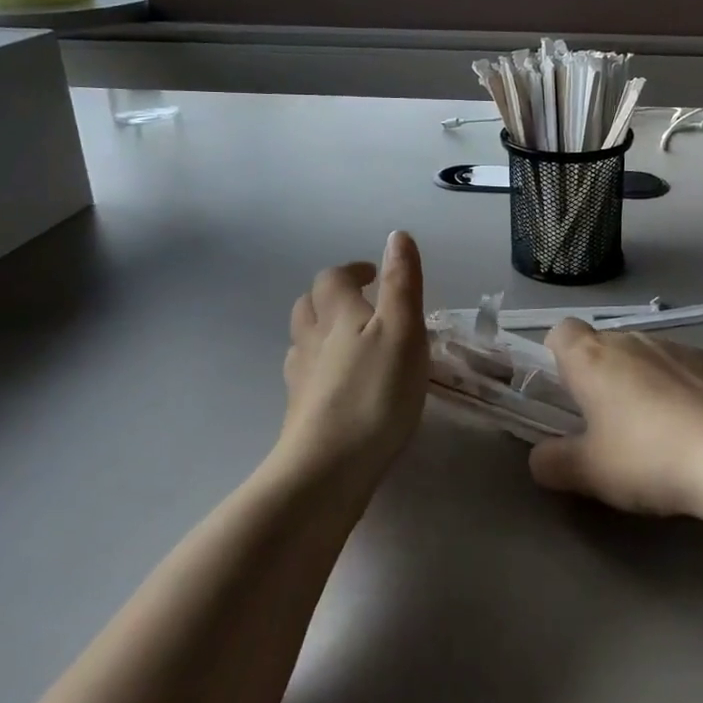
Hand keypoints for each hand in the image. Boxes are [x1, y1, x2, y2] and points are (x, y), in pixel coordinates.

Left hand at [279, 231, 428, 476]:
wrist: (328, 467)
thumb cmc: (375, 392)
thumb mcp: (403, 330)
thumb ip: (401, 283)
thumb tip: (396, 235)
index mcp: (337, 314)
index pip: (333, 278)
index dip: (352, 271)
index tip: (373, 275)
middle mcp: (311, 339)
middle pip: (309, 306)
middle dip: (331, 297)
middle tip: (361, 305)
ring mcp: (300, 378)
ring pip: (303, 341)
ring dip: (323, 331)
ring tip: (352, 342)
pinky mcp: (300, 412)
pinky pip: (306, 376)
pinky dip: (321, 368)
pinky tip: (340, 385)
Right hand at [528, 320, 702, 519]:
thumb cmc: (647, 458)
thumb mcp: (588, 473)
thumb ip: (553, 462)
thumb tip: (540, 457)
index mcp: (592, 358)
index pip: (561, 331)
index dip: (557, 357)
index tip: (567, 394)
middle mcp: (631, 340)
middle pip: (603, 345)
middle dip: (599, 375)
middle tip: (605, 423)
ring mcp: (676, 346)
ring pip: (643, 355)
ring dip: (639, 381)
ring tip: (654, 430)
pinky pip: (680, 367)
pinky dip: (677, 387)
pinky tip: (692, 427)